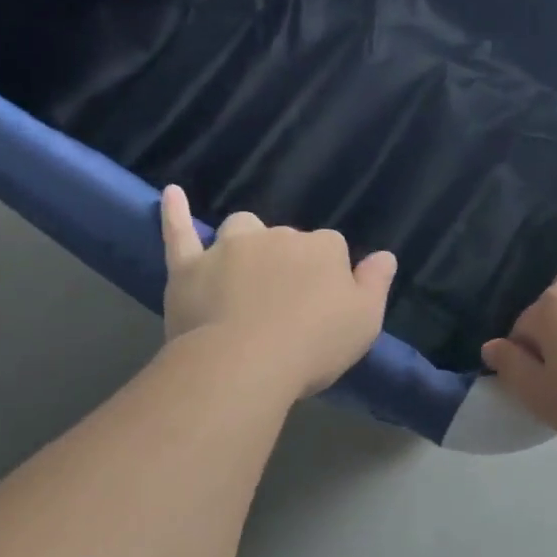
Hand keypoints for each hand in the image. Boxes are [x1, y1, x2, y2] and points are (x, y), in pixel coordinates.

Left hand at [159, 186, 396, 398]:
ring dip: (246, 241)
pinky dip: (174, 212)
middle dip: (287, 261)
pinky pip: (179, 232)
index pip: (331, 247)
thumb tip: (385, 255)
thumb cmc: (314, 344)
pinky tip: (171, 194)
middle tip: (286, 302)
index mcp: (322, 248)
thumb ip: (376, 283)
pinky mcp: (189, 267)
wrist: (245, 363)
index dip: (328, 274)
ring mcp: (230, 248)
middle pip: (287, 239)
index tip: (324, 302)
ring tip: (245, 269)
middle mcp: (278, 236)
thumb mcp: (365, 320)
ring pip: (240, 229)